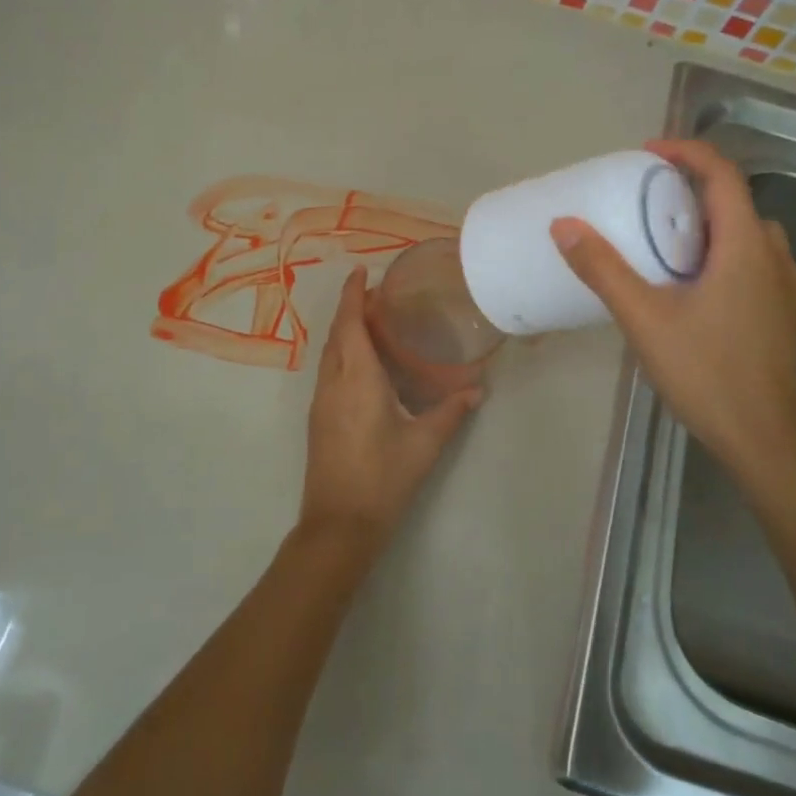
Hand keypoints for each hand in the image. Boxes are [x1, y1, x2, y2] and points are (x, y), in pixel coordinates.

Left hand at [298, 268, 481, 555]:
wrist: (339, 524)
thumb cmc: (383, 478)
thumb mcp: (424, 444)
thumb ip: (451, 412)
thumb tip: (477, 389)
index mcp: (357, 379)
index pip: (350, 324)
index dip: (353, 295)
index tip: (360, 272)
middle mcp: (332, 383)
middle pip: (337, 334)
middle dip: (350, 308)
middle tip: (375, 294)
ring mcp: (321, 402)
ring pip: (329, 354)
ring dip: (344, 331)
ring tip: (370, 322)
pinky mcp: (318, 419)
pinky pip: (328, 372)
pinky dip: (342, 353)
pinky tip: (361, 364)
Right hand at [550, 140, 795, 489]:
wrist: (767, 438)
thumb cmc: (707, 372)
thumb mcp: (644, 318)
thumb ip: (604, 270)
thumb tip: (564, 226)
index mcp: (745, 246)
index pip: (723, 174)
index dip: (687, 152)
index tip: (647, 153)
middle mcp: (774, 256)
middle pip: (735, 203)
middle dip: (691, 191)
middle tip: (645, 201)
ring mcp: (785, 288)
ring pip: (746, 236)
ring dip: (707, 226)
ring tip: (665, 243)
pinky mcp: (782, 314)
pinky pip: (752, 264)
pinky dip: (721, 255)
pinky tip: (691, 288)